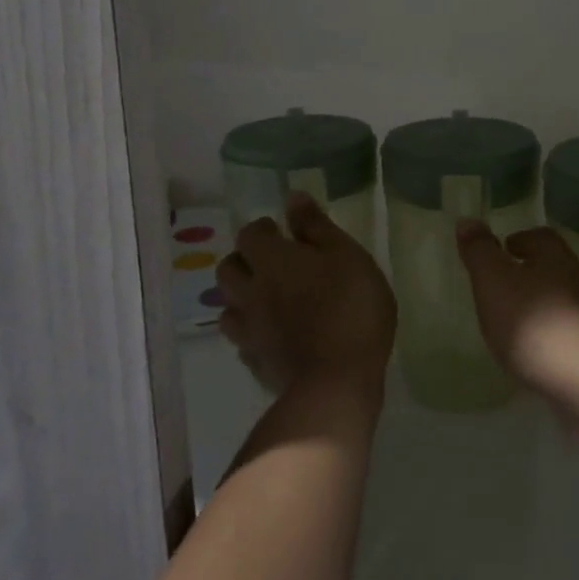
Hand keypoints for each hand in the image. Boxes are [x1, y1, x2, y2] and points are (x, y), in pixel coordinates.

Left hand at [217, 192, 395, 395]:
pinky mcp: (258, 365)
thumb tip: (292, 197)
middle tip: (271, 262)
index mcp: (272, 261)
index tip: (281, 230)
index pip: (249, 235)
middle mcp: (251, 293)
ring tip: (267, 299)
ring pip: (228, 308)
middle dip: (244, 260)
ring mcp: (251, 332)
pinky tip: (272, 335)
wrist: (337, 382)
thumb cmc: (350, 307)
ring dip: (241, 298)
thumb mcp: (347, 255)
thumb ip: (317, 226)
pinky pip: (244, 343)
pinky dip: (253, 333)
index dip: (261, 230)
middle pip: (228, 270)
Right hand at [454, 221, 578, 406]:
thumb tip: (468, 220)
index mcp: (555, 258)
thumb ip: (480, 252)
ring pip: (564, 302)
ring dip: (542, 307)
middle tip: (503, 286)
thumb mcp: (494, 282)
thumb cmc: (536, 324)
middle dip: (531, 273)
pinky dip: (553, 338)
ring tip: (515, 325)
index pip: (540, 237)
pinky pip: (572, 336)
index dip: (519, 239)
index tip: (503, 248)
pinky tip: (538, 356)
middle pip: (555, 268)